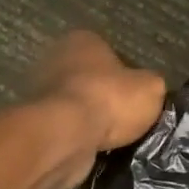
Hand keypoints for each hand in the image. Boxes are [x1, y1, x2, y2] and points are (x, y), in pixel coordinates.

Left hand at [30, 31, 166, 184]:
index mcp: (83, 40)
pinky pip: (65, 127)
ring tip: (114, 138)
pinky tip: (94, 147)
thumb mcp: (151, 88)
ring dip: (92, 120)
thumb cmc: (109, 100)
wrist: (66, 136)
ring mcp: (40, 91)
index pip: (111, 53)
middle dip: (107, 99)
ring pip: (77, 106)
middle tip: (127, 118)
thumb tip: (149, 90)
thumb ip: (152, 84)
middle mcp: (56, 59)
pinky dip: (79, 137)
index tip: (138, 96)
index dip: (128, 75)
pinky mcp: (36, 122)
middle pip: (91, 79)